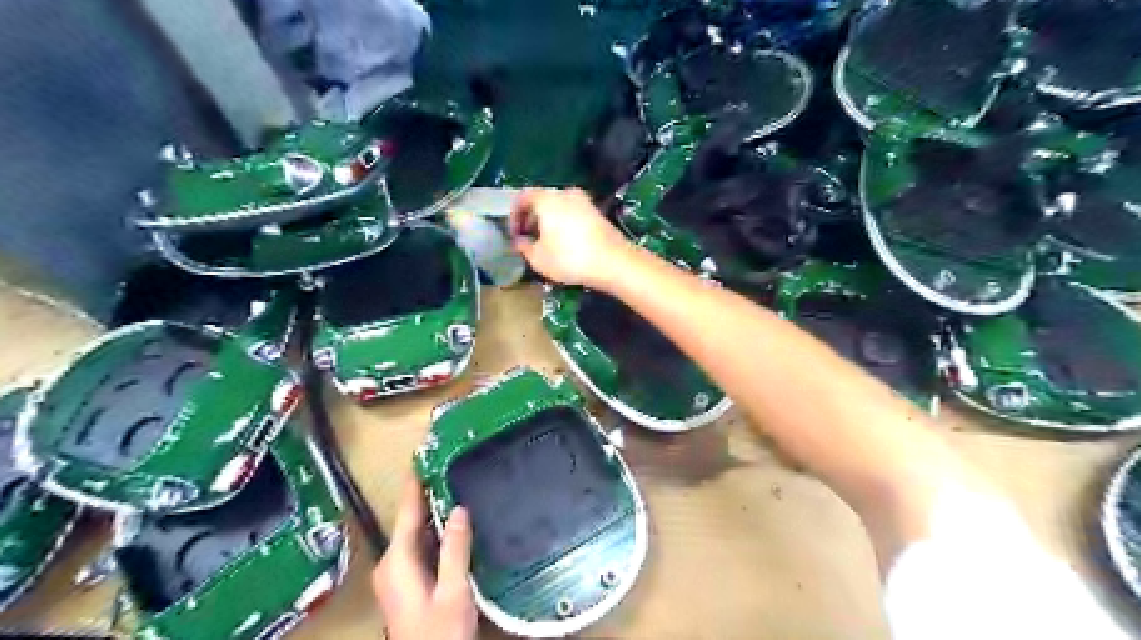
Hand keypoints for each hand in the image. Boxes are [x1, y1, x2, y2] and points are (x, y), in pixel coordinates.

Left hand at [376, 481, 476, 639]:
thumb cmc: (439, 633)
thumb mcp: (453, 591)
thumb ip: (455, 549)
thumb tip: (458, 509)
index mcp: (397, 561)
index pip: (406, 512)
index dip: (414, 484)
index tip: (421, 456)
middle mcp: (390, 564)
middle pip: (409, 521)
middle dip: (426, 495)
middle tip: (447, 466)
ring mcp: (395, 575)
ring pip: (414, 534)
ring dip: (430, 513)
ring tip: (451, 486)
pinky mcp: (405, 583)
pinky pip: (418, 547)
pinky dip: (432, 531)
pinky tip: (449, 524)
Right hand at [512, 187, 631, 287]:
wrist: (613, 262)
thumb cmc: (569, 258)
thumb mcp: (538, 259)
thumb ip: (524, 247)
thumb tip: (520, 241)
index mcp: (547, 199)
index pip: (523, 197)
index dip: (514, 216)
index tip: (514, 234)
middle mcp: (565, 193)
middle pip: (541, 200)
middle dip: (532, 218)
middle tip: (528, 239)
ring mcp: (584, 201)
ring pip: (558, 207)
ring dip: (548, 222)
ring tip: (546, 243)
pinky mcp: (597, 213)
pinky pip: (572, 213)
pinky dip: (564, 224)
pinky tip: (565, 244)